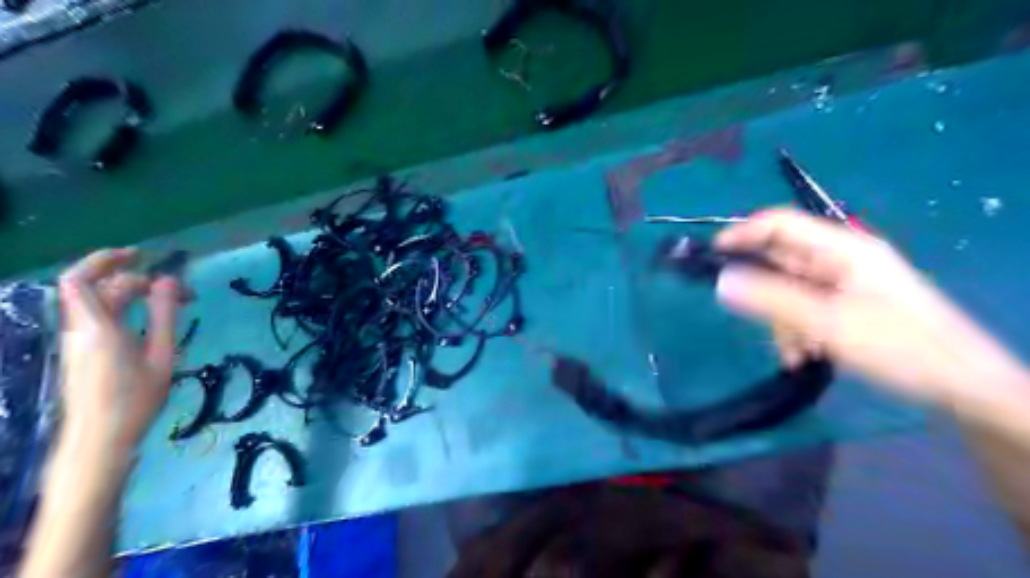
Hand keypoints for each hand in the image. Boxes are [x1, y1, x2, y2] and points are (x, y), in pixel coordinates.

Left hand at [56, 246, 180, 459]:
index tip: (141, 255)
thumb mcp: (161, 355)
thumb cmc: (134, 398)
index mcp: (97, 327)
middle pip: (101, 290)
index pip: (80, 279)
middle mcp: (81, 329)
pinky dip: (129, 310)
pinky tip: (155, 322)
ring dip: (137, 297)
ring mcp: (80, 341)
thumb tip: (169, 282)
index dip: (105, 260)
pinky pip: (104, 318)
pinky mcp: (85, 352)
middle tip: (182, 292)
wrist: (99, 439)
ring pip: (103, 304)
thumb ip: (164, 316)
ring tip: (176, 305)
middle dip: (141, 282)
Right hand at [718, 209, 1029, 408]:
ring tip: (796, 353)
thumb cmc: (898, 346)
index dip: (742, 234)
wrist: (963, 385)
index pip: (780, 224)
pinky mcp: (848, 305)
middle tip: (759, 323)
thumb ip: (770, 300)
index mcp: (842, 249)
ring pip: (790, 291)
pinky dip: (798, 331)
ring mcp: (846, 283)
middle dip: (766, 295)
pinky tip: (807, 356)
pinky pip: (805, 309)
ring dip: (783, 322)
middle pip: (782, 263)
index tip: (710, 255)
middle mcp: (842, 259)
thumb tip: (720, 280)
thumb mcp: (827, 323)